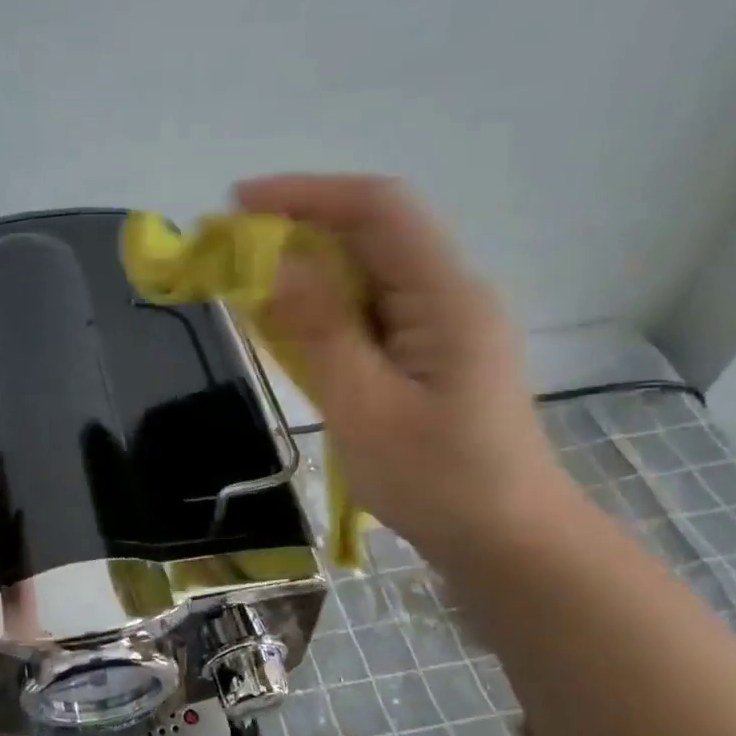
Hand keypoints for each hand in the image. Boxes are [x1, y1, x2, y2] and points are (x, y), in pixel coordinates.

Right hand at [241, 174, 576, 563]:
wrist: (507, 540)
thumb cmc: (439, 481)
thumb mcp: (365, 407)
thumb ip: (320, 330)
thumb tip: (273, 263)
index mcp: (445, 296)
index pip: (377, 209)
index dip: (305, 194)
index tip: (237, 204)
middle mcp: (449, 293)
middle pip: (370, 234)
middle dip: (296, 231)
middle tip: (227, 254)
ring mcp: (441, 323)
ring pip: (366, 272)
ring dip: (306, 271)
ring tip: (245, 288)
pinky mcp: (429, 351)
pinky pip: (370, 310)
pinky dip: (324, 309)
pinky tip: (289, 328)